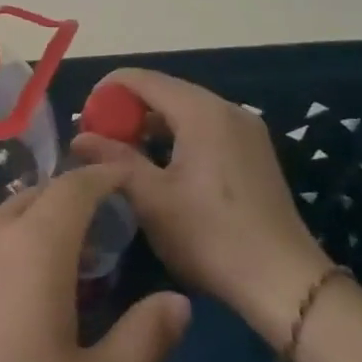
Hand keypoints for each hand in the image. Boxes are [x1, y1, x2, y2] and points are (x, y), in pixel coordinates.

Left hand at [0, 166, 190, 361]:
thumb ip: (143, 340)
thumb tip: (178, 301)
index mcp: (33, 248)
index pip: (73, 188)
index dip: (103, 177)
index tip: (128, 178)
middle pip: (35, 195)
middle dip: (73, 196)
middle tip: (108, 221)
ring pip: (3, 218)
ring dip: (38, 220)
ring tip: (69, 251)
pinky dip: (11, 242)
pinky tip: (19, 287)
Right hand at [72, 68, 329, 345]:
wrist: (284, 282)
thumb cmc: (210, 236)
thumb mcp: (152, 199)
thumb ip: (113, 159)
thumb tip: (78, 137)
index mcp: (201, 111)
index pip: (142, 79)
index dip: (106, 93)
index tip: (82, 122)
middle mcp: (227, 109)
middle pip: (164, 91)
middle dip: (126, 111)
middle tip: (98, 141)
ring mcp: (246, 130)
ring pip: (185, 111)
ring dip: (150, 126)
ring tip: (123, 157)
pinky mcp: (254, 153)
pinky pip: (205, 129)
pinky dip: (176, 138)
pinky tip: (161, 168)